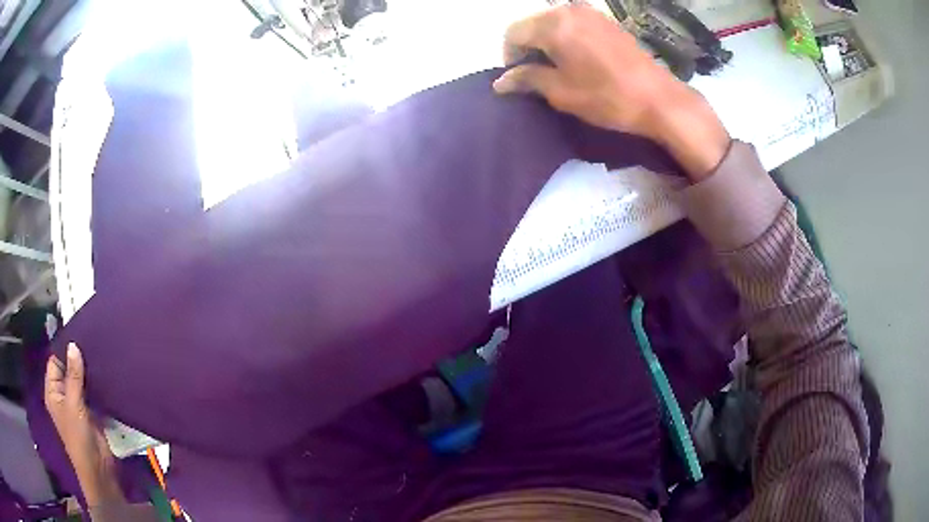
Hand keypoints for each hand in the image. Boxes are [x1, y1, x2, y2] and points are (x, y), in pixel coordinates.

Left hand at [45, 343, 123, 506]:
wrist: (99, 470)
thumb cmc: (79, 438)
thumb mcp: (74, 405)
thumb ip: (73, 376)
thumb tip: (73, 345)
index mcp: (53, 392)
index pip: (54, 362)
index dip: (63, 350)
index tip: (77, 334)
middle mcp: (62, 395)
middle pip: (68, 370)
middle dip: (77, 359)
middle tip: (90, 341)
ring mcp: (77, 404)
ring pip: (81, 381)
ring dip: (88, 372)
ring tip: (99, 353)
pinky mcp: (90, 412)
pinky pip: (91, 392)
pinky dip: (96, 384)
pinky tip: (104, 373)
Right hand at [493, 4, 729, 180]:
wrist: (658, 99)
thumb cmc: (607, 97)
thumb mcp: (561, 92)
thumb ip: (527, 79)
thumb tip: (500, 82)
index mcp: (553, 25)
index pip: (513, 33)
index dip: (509, 56)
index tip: (517, 78)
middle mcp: (568, 10)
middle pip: (532, 24)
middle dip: (527, 48)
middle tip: (535, 75)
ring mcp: (590, 13)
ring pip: (552, 22)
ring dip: (546, 42)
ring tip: (556, 68)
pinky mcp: (606, 20)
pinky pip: (573, 23)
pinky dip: (565, 38)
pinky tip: (576, 59)